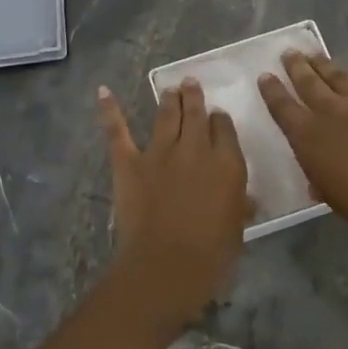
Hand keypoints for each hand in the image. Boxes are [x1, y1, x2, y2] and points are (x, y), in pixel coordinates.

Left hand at [96, 77, 250, 331]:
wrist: (166, 265)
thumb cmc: (211, 254)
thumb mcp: (236, 228)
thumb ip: (239, 206)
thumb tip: (245, 199)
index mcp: (227, 163)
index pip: (225, 129)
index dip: (220, 120)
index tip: (217, 116)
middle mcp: (195, 149)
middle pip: (196, 114)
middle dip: (194, 97)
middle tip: (191, 83)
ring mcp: (160, 152)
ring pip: (166, 116)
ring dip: (169, 99)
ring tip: (171, 89)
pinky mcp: (129, 162)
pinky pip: (118, 131)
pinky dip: (109, 110)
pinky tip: (103, 91)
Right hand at [258, 51, 347, 241]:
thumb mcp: (330, 195)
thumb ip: (320, 180)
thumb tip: (316, 180)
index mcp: (308, 135)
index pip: (282, 108)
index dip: (272, 91)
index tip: (265, 76)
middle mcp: (330, 110)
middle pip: (308, 83)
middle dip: (296, 67)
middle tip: (289, 53)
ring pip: (338, 75)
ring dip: (324, 63)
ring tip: (314, 53)